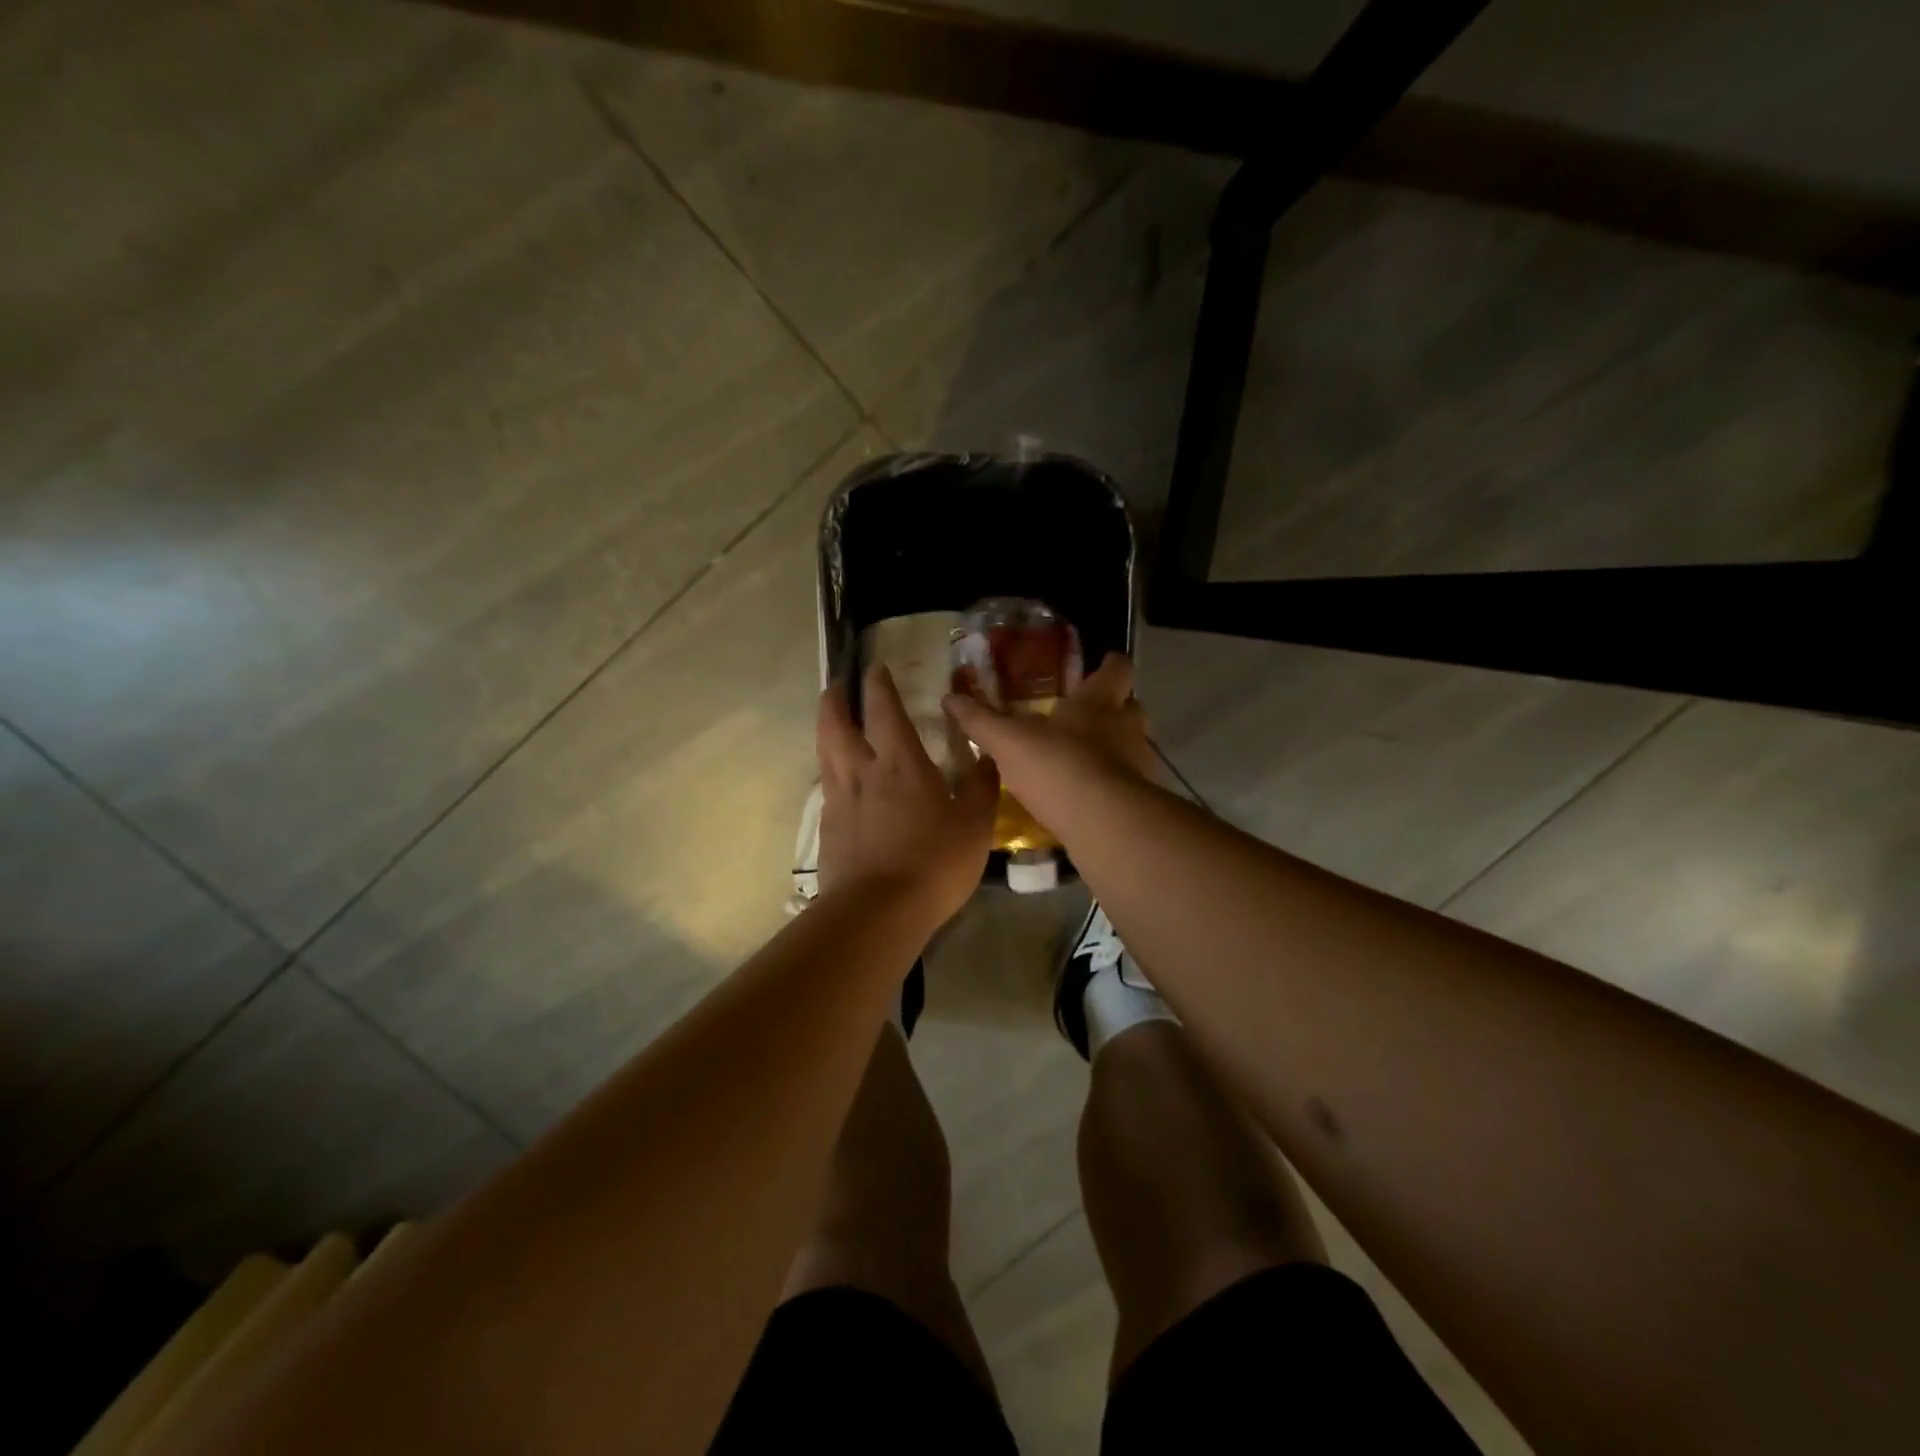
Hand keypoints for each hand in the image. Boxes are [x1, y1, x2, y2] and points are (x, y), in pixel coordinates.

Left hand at [818, 662, 1000, 923]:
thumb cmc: (934, 862)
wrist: (878, 911)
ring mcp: (839, 801)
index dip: (878, 685)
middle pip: (836, 724)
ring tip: (833, 725)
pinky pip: (827, 789)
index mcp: (900, 763)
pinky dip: (831, 774)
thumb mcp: (975, 825)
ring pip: (825, 754)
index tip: (874, 668)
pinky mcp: (828, 830)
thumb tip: (989, 757)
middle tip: (837, 686)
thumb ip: (982, 787)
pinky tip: (841, 785)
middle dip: (835, 700)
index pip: (883, 710)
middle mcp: (862, 772)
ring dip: (827, 731)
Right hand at [942, 654, 1153, 828]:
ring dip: (1110, 748)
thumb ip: (981, 720)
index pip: (1117, 668)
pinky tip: (1082, 796)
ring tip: (1078, 759)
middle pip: (1129, 706)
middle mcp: (1127, 725)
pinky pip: (1124, 782)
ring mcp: (1139, 763)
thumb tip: (950, 697)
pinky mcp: (1138, 798)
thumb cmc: (1058, 765)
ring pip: (1129, 745)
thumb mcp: (1008, 741)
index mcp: (1099, 700)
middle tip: (1081, 716)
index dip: (1109, 664)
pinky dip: (1107, 784)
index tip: (1099, 666)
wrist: (1104, 823)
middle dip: (1110, 709)